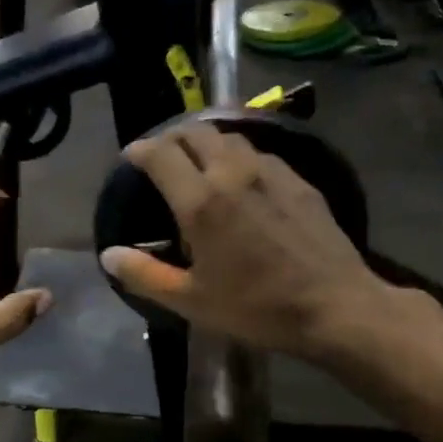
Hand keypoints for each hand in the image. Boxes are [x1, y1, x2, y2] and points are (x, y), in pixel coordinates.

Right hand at [99, 124, 392, 362]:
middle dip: (172, 138)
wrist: (333, 306)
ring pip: (231, 138)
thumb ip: (144, 274)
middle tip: (162, 156)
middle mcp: (233, 174)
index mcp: (201, 202)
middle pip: (195, 133)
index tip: (131, 157)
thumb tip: (109, 255)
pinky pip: (261, 154)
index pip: (161, 154)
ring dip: (207, 142)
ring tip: (199, 161)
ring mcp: (272, 172)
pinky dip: (239, 156)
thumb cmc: (255, 308)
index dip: (140, 150)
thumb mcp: (190, 300)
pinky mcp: (299, 181)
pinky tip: (242, 178)